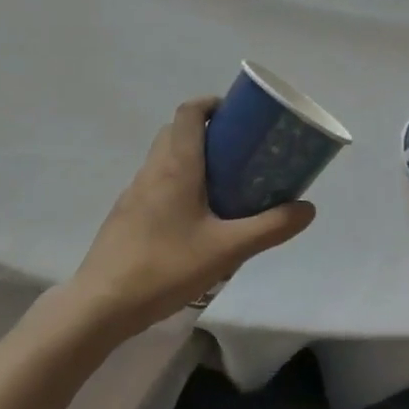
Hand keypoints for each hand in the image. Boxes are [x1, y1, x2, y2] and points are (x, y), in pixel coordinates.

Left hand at [67, 98, 315, 336]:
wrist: (101, 305)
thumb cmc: (165, 267)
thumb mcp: (227, 250)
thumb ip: (269, 228)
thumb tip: (307, 209)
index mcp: (177, 165)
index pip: (189, 112)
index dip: (211, 104)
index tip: (237, 114)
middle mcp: (153, 169)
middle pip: (176, 131)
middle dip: (206, 130)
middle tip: (237, 150)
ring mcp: (134, 192)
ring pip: (163, 157)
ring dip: (190, 157)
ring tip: (221, 184)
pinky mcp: (125, 215)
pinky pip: (154, 183)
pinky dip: (175, 182)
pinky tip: (192, 218)